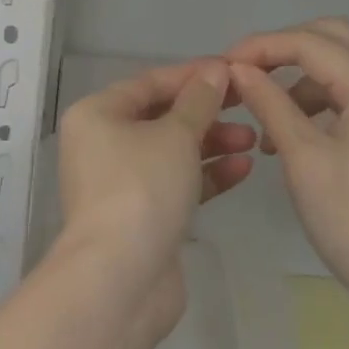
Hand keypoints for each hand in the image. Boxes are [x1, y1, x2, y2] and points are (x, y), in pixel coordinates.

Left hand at [54, 61, 255, 333]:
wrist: (121, 279)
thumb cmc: (141, 188)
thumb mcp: (175, 135)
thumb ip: (198, 101)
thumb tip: (215, 70)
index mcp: (96, 114)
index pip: (149, 83)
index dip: (192, 75)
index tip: (233, 70)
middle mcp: (101, 143)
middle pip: (160, 116)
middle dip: (205, 112)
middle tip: (248, 106)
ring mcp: (120, 182)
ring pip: (170, 151)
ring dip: (210, 143)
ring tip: (252, 139)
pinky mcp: (141, 216)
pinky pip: (175, 183)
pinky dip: (206, 175)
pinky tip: (243, 168)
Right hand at [225, 19, 348, 319]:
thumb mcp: (303, 160)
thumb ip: (269, 103)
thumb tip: (237, 69)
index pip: (309, 42)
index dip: (261, 46)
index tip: (222, 66)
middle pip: (331, 36)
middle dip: (283, 46)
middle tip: (244, 71)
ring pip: (340, 61)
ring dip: (297, 73)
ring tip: (260, 108)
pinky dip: (314, 96)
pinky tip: (286, 131)